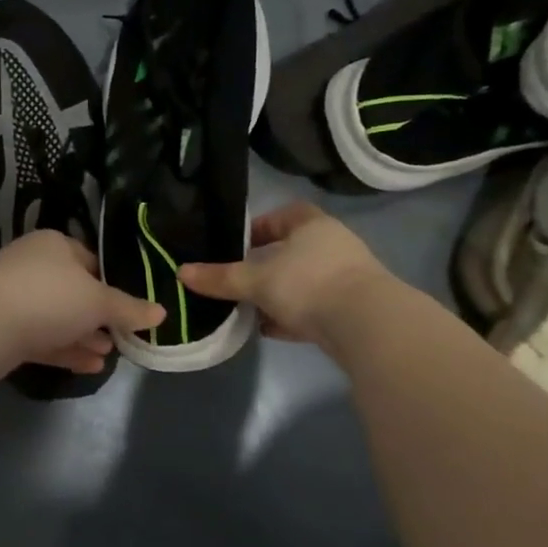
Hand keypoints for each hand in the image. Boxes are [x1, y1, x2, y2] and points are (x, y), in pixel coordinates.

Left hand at [0, 231, 165, 378]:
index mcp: (55, 245)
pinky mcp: (4, 331)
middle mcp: (33, 266)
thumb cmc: (48, 296)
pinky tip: (90, 367)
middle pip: (75, 292)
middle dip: (99, 317)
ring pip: (58, 319)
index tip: (132, 309)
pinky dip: (66, 351)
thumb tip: (161, 312)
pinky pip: (43, 339)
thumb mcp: (98, 300)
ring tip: (110, 355)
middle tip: (124, 337)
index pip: (91, 261)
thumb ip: (128, 309)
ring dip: (85, 337)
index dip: (113, 285)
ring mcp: (15, 299)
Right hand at [180, 202, 389, 344]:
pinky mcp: (352, 309)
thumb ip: (220, 278)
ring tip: (249, 309)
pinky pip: (314, 308)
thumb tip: (181, 272)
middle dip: (264, 267)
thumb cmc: (308, 284)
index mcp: (312, 225)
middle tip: (238, 281)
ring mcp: (346, 278)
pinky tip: (271, 330)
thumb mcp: (256, 281)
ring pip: (302, 282)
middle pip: (291, 251)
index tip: (235, 248)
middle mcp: (333, 245)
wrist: (366, 325)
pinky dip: (292, 316)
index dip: (256, 229)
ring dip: (278, 295)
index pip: (281, 216)